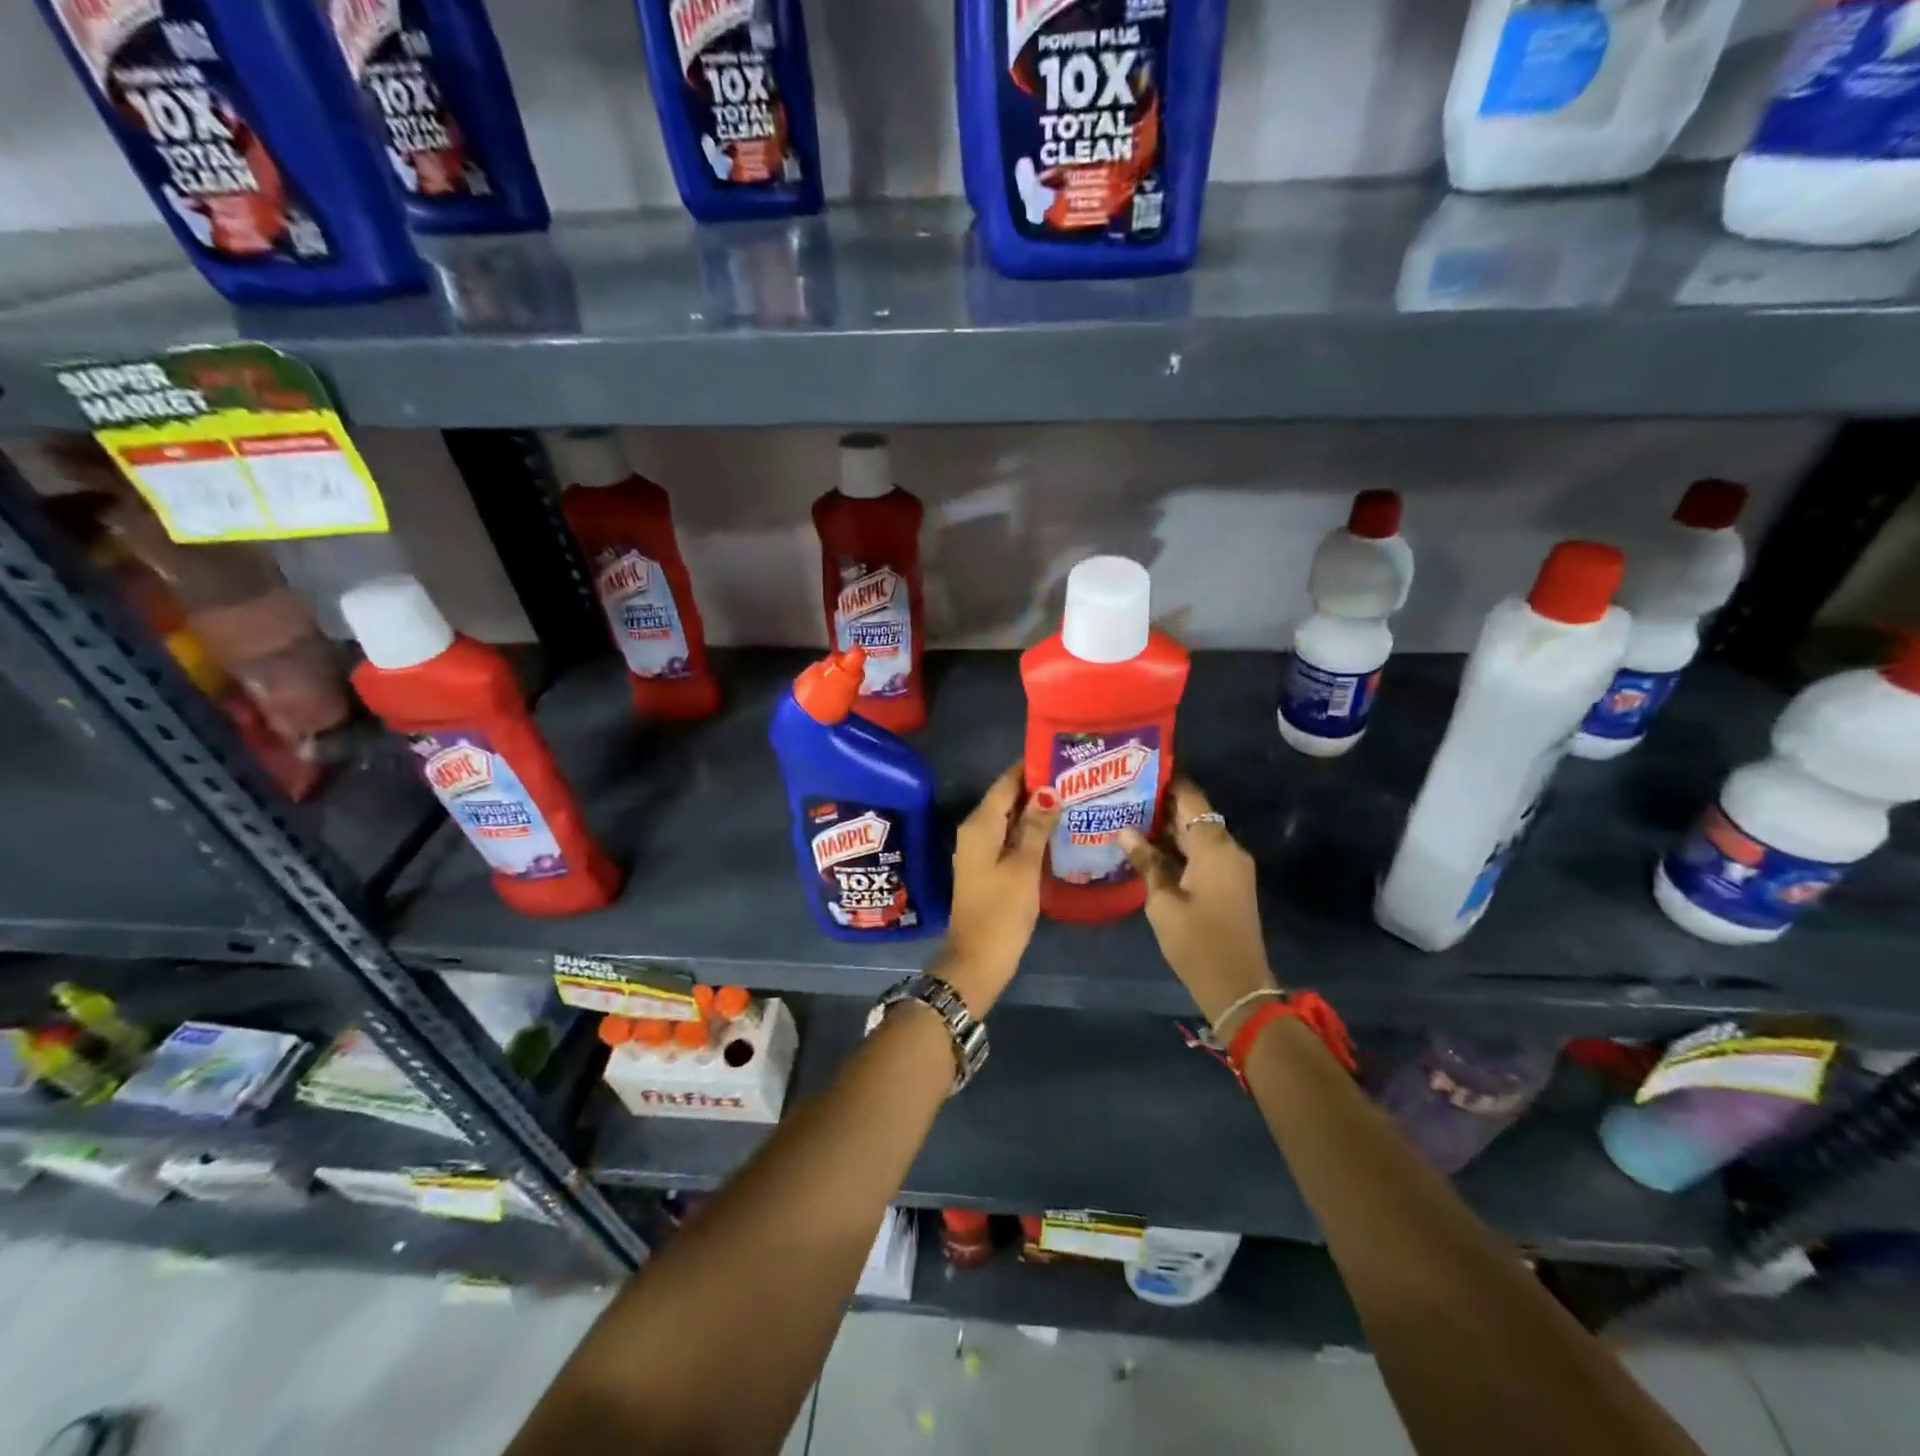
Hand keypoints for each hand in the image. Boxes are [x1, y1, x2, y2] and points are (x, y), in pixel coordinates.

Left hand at [935, 764, 1059, 1014]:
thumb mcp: (1024, 866)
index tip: (1062, 756)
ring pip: (1009, 819)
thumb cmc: (1002, 911)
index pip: (1006, 782)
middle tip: (1076, 778)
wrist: (977, 959)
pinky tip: (1056, 831)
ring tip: (1074, 798)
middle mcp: (975, 830)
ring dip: (1036, 810)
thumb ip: (1036, 826)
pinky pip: (1009, 838)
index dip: (1031, 767)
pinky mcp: (988, 867)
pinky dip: (1030, 831)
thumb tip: (1049, 791)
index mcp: (980, 824)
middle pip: (1007, 798)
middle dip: (1039, 787)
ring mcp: (980, 850)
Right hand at [1119, 777, 1278, 1033]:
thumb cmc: (1197, 942)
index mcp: (1214, 847)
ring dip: (1167, 826)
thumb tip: (1124, 830)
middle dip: (1161, 802)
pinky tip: (1147, 848)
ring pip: (1197, 834)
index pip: (1191, 798)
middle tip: (1123, 792)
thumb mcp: (1163, 902)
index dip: (1168, 779)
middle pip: (1195, 814)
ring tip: (1128, 815)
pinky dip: (1178, 847)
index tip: (1140, 765)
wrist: (1237, 987)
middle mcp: (1228, 849)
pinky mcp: (1228, 884)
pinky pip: (1202, 853)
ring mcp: (1231, 867)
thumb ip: (1146, 861)